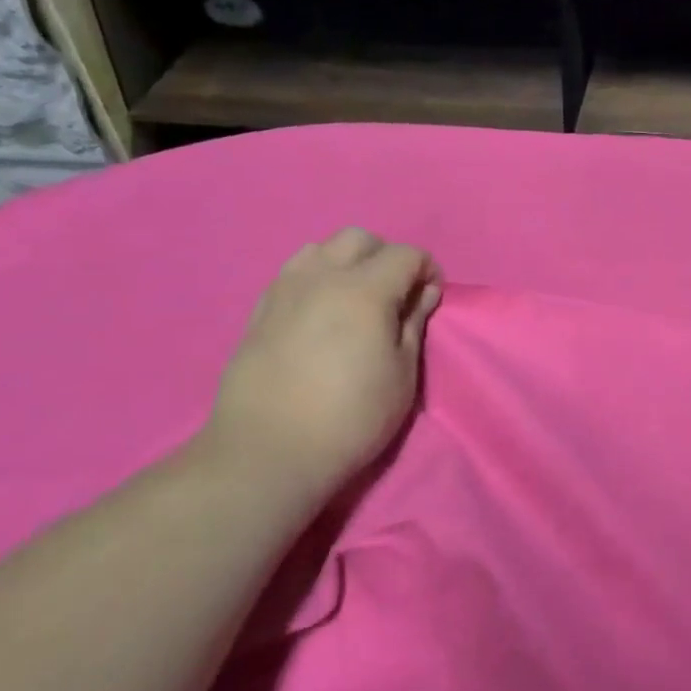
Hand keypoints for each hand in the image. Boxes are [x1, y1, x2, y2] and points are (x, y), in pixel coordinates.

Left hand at [201, 229, 442, 494]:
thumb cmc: (351, 417)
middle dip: (385, 257)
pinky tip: (319, 315)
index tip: (431, 300)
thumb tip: (423, 292)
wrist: (268, 452)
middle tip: (395, 296)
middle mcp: (321, 277)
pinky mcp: (259, 311)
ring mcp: (284, 290)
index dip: (427, 271)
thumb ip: (414, 323)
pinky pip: (293, 273)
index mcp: (364, 290)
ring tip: (354, 301)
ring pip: (321, 248)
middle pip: (359, 238)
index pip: (406, 254)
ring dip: (346, 263)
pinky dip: (315, 279)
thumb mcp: (401, 374)